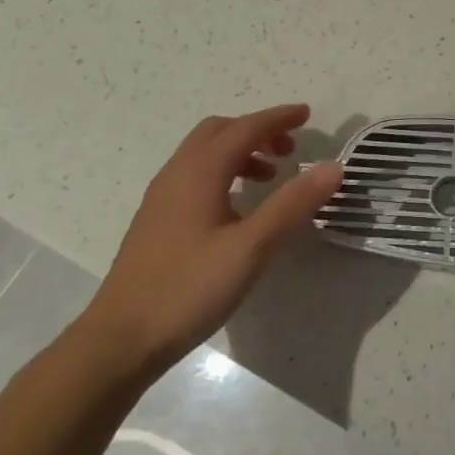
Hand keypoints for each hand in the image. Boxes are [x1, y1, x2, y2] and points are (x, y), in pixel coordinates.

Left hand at [76, 104, 343, 378]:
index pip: (244, 128)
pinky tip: (238, 208)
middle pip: (219, 132)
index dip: (278, 118)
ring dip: (240, 152)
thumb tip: (334, 167)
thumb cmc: (189, 288)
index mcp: (199, 172)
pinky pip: (195, 176)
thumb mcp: (251, 247)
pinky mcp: (157, 221)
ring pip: (204, 154)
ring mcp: (162, 198)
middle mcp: (177, 175)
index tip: (307, 114)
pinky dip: (224, 172)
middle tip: (290, 148)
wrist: (120, 340)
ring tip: (271, 177)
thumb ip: (293, 204)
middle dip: (257, 130)